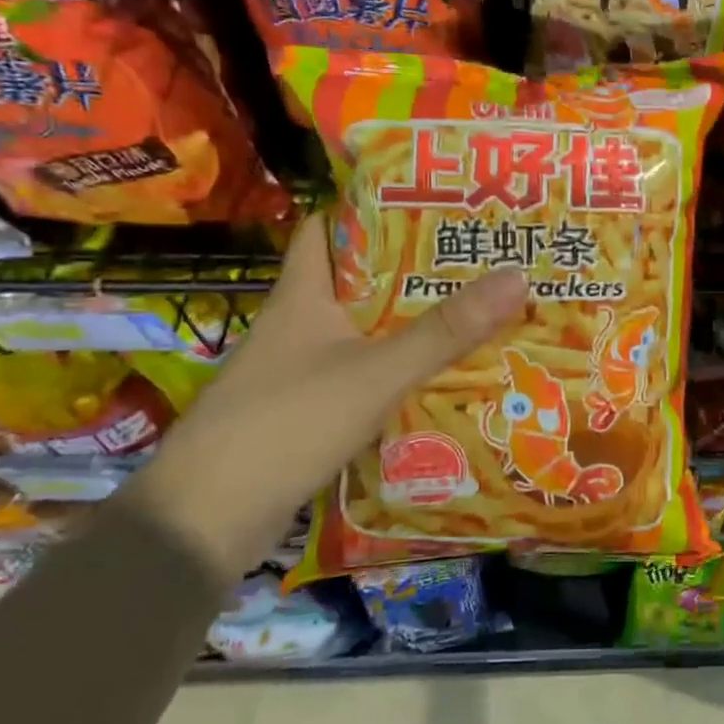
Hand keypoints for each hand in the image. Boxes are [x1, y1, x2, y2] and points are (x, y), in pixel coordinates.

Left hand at [122, 217, 526, 579]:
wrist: (206, 521)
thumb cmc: (287, 423)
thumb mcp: (377, 371)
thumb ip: (445, 331)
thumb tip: (517, 276)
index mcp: (301, 297)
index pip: (325, 230)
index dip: (366, 208)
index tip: (424, 202)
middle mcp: (296, 326)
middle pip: (355, 281)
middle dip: (409, 269)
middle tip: (471, 259)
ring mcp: (296, 372)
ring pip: (360, 332)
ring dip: (406, 323)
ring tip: (469, 310)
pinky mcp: (303, 413)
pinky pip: (359, 376)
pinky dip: (394, 370)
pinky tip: (435, 376)